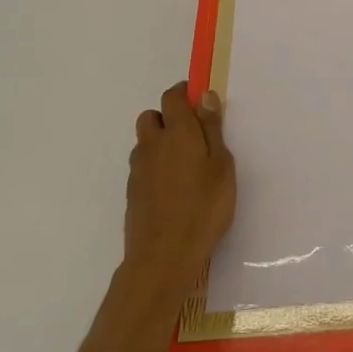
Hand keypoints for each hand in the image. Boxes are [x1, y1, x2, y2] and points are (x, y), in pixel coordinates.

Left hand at [123, 84, 236, 297]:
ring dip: (159, 143)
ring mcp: (138, 170)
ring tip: (184, 165)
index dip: (185, 94)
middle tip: (192, 136)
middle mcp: (152, 144)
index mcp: (178, 132)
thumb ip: (212, 129)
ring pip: (144, 143)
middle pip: (151, 116)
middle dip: (167, 117)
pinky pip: (142, 167)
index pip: (172, 97)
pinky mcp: (131, 193)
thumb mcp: (221, 165)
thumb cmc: (203, 207)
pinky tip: (173, 188)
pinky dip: (154, 167)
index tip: (200, 103)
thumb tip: (205, 96)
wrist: (163, 257)